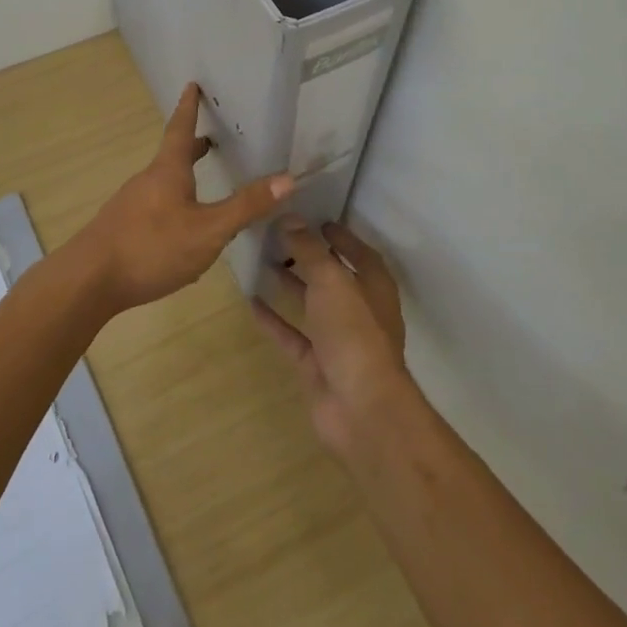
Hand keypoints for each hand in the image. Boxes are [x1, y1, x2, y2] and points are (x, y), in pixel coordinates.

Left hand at [76, 83, 293, 312]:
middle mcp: (147, 181)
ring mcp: (130, 205)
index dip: (189, 108)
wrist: (89, 281)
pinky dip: (171, 207)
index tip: (191, 85)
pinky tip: (179, 235)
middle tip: (209, 140)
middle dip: (191, 148)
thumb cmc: (152, 247)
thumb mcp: (208, 230)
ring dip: (182, 179)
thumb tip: (287, 178)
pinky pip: (153, 209)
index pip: (180, 129)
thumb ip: (245, 206)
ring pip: (162, 185)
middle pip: (171, 158)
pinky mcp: (121, 230)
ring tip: (201, 188)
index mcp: (168, 172)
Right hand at [252, 218, 416, 459]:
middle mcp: (359, 311)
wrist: (360, 408)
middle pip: (333, 278)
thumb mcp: (331, 280)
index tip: (318, 220)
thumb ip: (309, 249)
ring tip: (263, 261)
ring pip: (312, 305)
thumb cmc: (354, 333)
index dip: (342, 237)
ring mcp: (338, 341)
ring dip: (291, 285)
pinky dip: (274, 320)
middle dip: (311, 258)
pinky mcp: (317, 365)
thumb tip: (290, 218)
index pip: (360, 254)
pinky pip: (292, 335)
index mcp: (374, 288)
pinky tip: (251, 302)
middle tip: (280, 236)